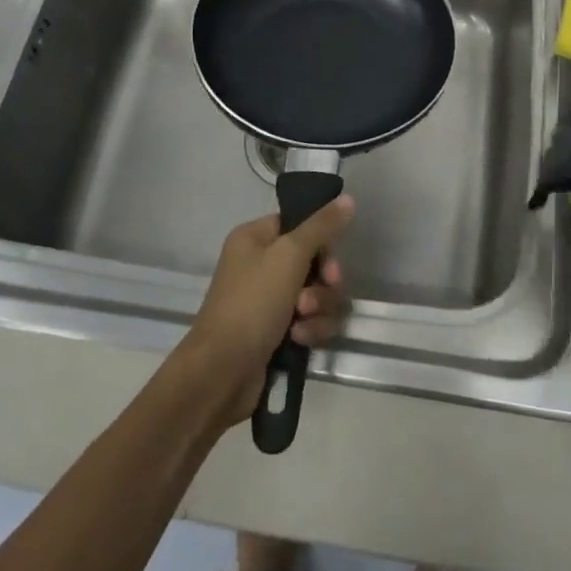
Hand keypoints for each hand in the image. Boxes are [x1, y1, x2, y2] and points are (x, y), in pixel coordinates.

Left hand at [177, 197, 355, 428]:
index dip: (321, 242)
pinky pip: (311, 321)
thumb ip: (322, 227)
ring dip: (318, 310)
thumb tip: (348, 198)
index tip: (329, 261)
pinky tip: (299, 340)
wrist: (222, 372)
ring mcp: (268, 301)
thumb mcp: (289, 256)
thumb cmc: (252, 303)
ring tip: (302, 323)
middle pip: (314, 262)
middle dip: (322, 283)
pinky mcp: (278, 332)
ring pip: (318, 294)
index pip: (300, 225)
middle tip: (313, 298)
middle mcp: (260, 265)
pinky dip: (310, 330)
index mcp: (255, 238)